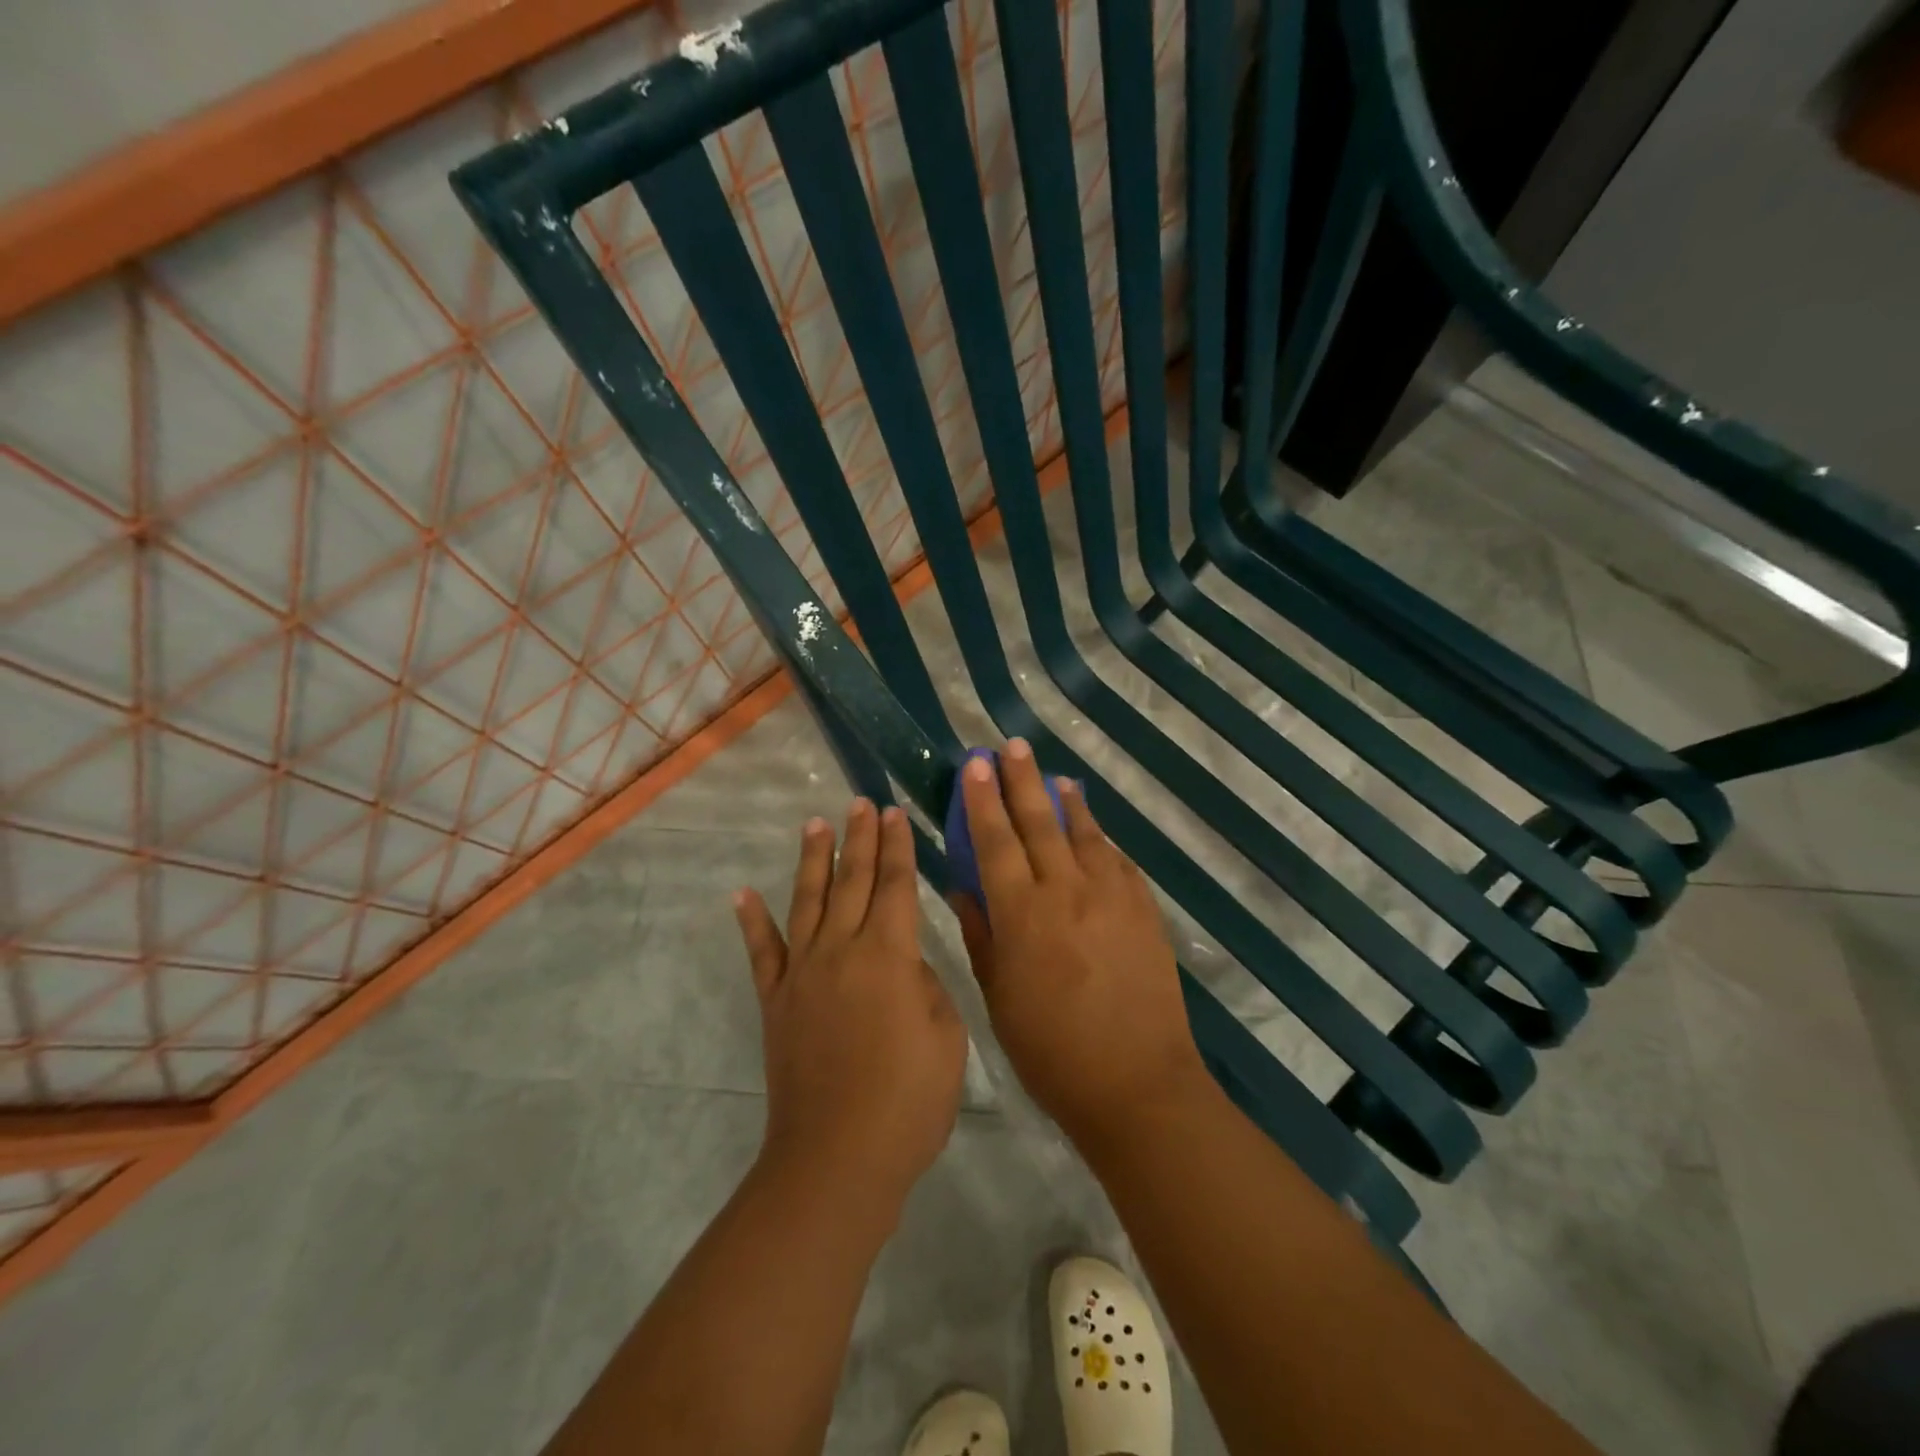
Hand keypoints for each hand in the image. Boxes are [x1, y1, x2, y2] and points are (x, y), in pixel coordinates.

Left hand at [735, 798, 967, 1210]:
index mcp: (888, 955)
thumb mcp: (946, 1036)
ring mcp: (802, 974)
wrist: (838, 1157)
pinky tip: (743, 894)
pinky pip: (761, 952)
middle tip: (861, 803)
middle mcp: (841, 950)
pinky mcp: (775, 1001)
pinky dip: (751, 921)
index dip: (897, 847)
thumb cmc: (908, 1101)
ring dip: (813, 860)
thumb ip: (925, 985)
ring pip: (808, 902)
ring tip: (814, 824)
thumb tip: (902, 963)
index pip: (894, 885)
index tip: (894, 813)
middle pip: (852, 881)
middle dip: (859, 838)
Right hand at [950, 740, 1209, 1156]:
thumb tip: (963, 886)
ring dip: (1067, 802)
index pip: (995, 842)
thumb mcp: (999, 997)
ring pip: (1085, 835)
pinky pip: (1119, 862)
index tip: (974, 766)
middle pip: (1040, 823)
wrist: (1137, 1084)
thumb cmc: (1052, 1051)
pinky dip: (1102, 840)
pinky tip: (1095, 832)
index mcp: (1023, 915)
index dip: (982, 801)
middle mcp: (1067, 892)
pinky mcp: (1144, 911)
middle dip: (1022, 781)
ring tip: (1054, 776)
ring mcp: (1112, 898)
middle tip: (1011, 747)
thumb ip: (981, 934)